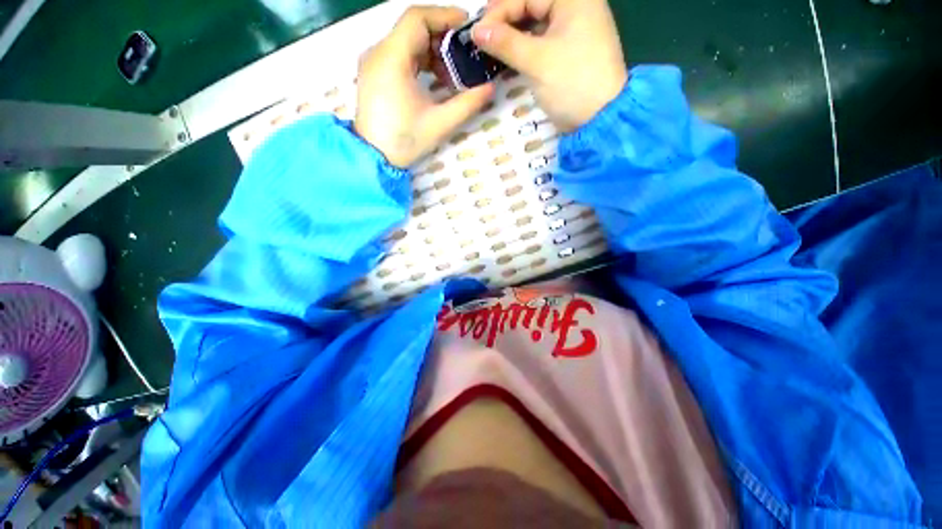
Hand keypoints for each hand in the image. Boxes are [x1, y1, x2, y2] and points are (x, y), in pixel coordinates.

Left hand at [354, 6, 495, 167]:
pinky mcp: (374, 73)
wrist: (374, 158)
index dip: (445, 16)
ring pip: (407, 41)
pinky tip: (434, 79)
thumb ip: (468, 104)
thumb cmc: (405, 141)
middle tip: (464, 55)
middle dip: (442, 37)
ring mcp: (374, 62)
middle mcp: (378, 52)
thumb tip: (490, 87)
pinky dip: (420, 60)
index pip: (418, 18)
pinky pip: (400, 55)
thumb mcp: (440, 124)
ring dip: (432, 51)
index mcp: (392, 58)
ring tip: (451, 73)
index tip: (467, 28)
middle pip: (413, 28)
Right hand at [472, 0, 627, 131]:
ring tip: (490, 47)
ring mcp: (573, 30)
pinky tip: (508, 55)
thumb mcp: (537, 61)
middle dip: (505, 20)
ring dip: (513, 35)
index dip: (500, 11)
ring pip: (536, 24)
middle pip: (532, 5)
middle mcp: (576, 7)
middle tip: (482, 38)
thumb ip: (506, 43)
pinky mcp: (569, 51)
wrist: (600, 119)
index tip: (477, 32)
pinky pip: (542, 41)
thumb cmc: (572, 83)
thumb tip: (477, 31)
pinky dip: (524, 48)